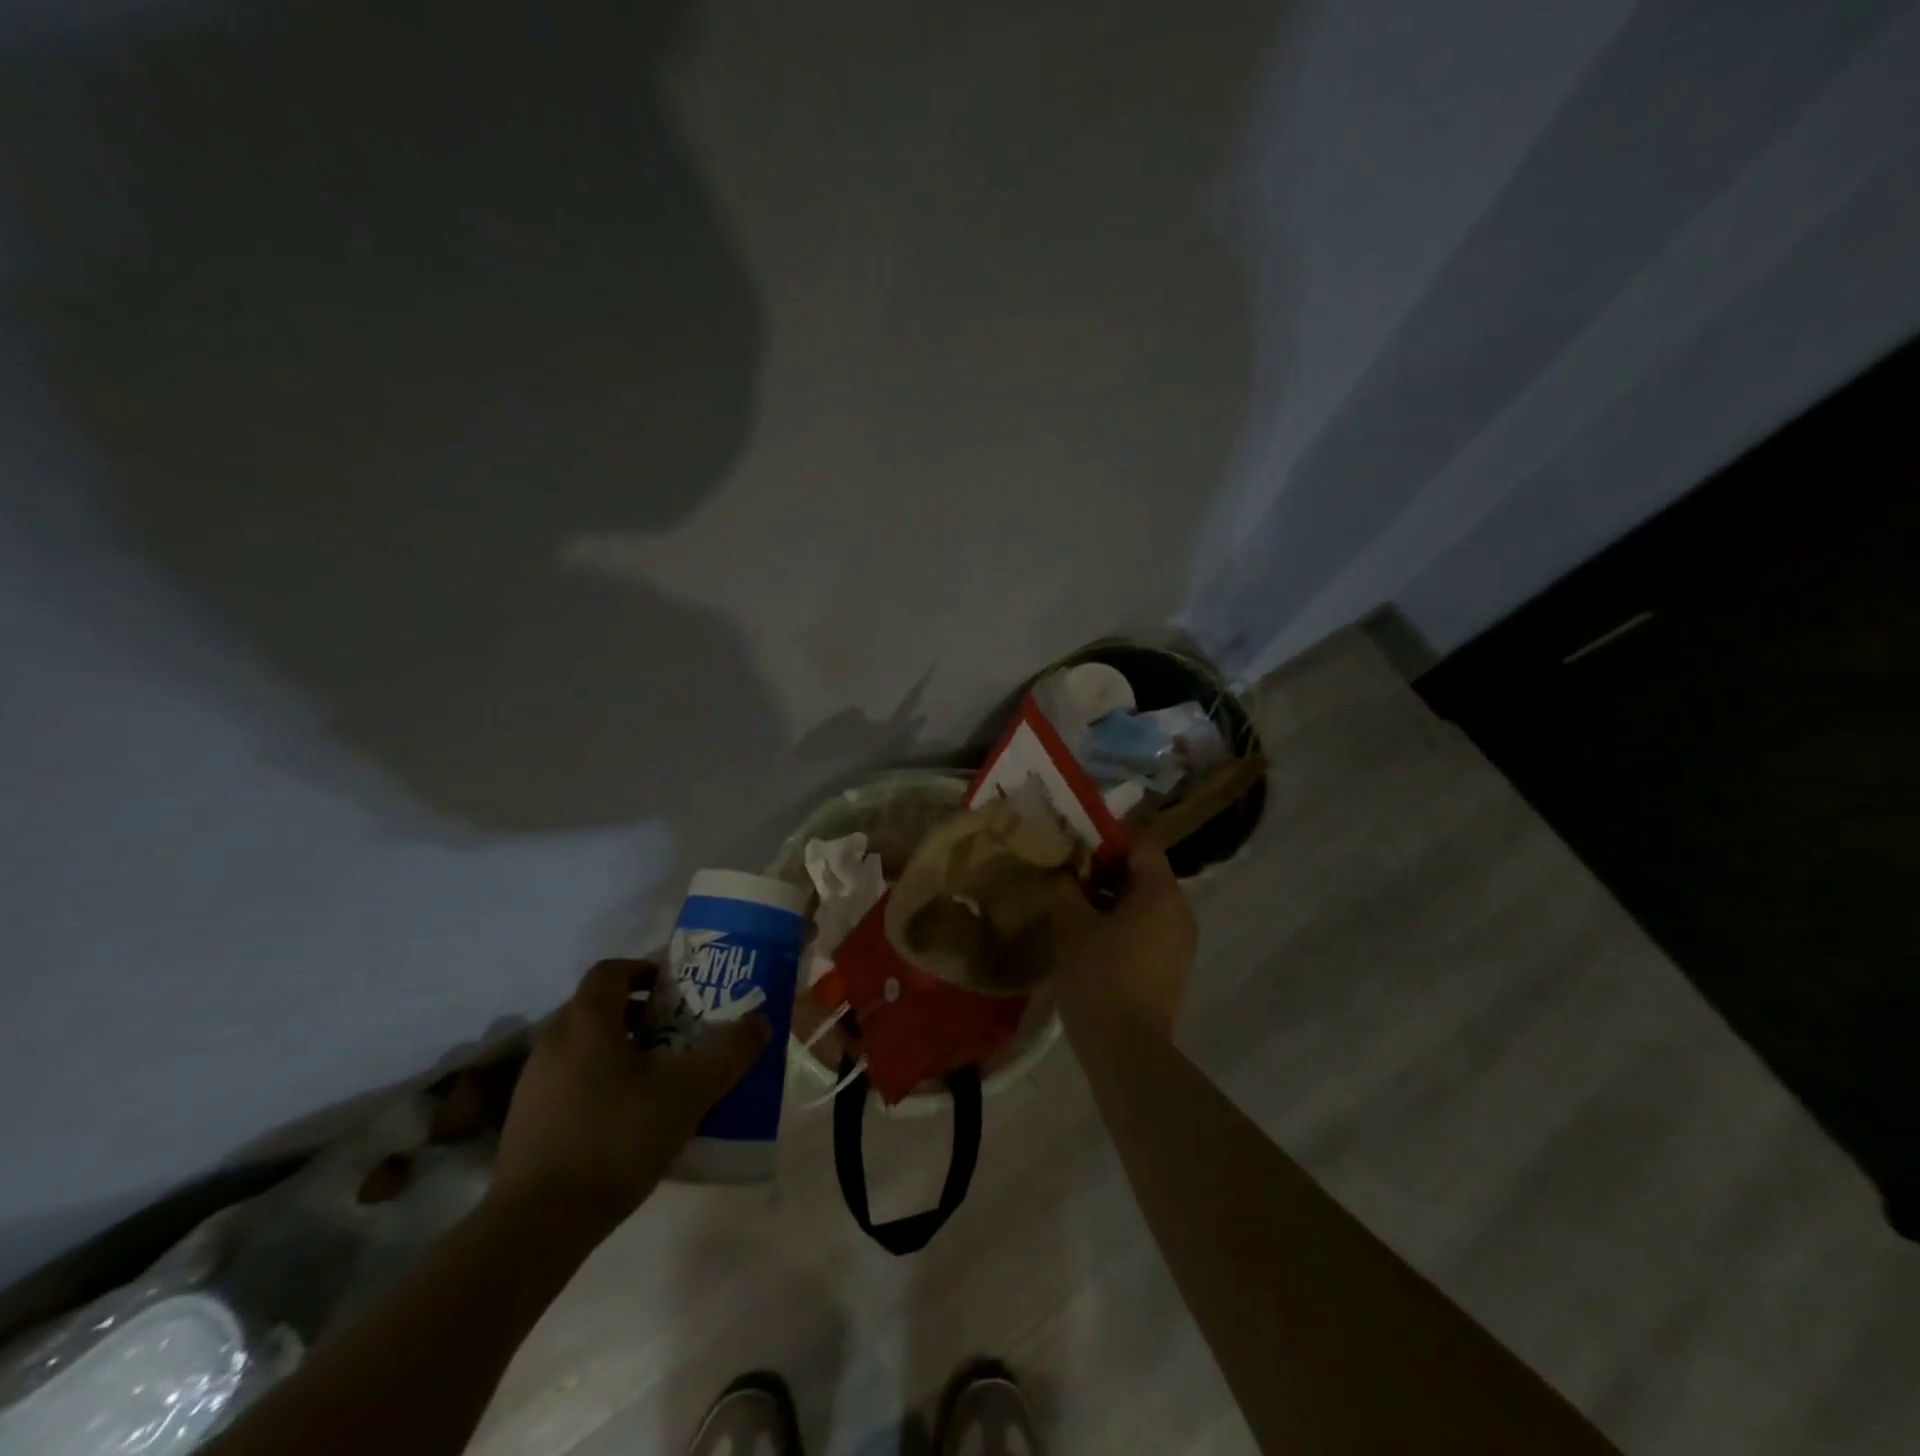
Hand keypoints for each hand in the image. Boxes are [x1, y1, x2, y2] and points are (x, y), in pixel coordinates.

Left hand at [492, 959, 768, 1228]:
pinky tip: (627, 1118)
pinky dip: (599, 1083)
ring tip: (658, 1077)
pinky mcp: (526, 1123)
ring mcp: (533, 1085)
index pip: (610, 970)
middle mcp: (553, 1042)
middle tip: (677, 1032)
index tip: (674, 988)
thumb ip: (729, 1053)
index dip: (643, 969)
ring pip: (583, 1047)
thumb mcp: (689, 1091)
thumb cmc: (617, 1136)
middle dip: (639, 1013)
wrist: (538, 1224)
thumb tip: (759, 1022)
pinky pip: (569, 1082)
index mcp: (588, 1021)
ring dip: (619, 1050)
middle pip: (597, 1008)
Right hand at [1052, 844, 1196, 1039]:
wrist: (1128, 1052)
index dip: (1109, 841)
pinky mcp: (1176, 968)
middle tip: (1072, 884)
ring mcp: (1183, 942)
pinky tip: (1096, 945)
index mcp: (1161, 892)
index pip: (1142, 843)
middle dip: (1108, 873)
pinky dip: (1127, 926)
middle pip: (1146, 873)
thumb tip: (1067, 873)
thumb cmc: (1099, 978)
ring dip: (1115, 902)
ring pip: (1148, 904)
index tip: (1078, 854)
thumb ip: (1067, 889)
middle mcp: (1181, 911)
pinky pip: (1152, 930)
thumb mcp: (1071, 926)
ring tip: (1078, 915)